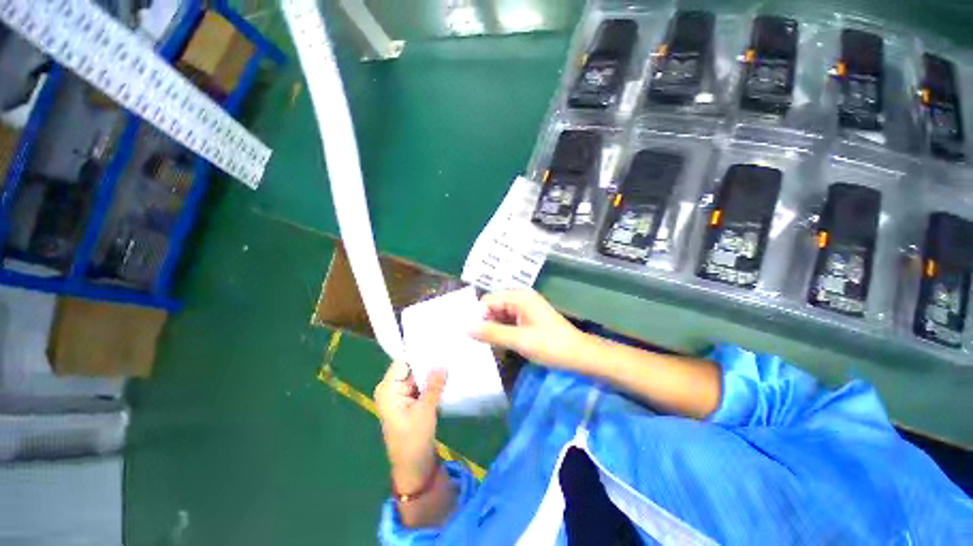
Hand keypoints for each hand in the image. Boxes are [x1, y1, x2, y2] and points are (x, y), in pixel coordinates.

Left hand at [374, 361, 446, 491]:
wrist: (414, 469)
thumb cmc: (413, 442)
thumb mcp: (425, 411)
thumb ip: (434, 385)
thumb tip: (442, 362)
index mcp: (388, 389)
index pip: (404, 361)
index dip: (421, 352)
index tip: (439, 343)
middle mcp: (392, 388)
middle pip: (412, 367)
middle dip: (429, 361)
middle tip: (449, 349)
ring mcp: (401, 395)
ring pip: (419, 375)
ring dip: (433, 371)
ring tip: (451, 358)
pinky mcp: (411, 401)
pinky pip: (422, 384)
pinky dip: (433, 381)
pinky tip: (447, 374)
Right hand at [471, 290, 588, 368]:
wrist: (579, 356)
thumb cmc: (551, 345)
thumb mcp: (519, 340)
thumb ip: (491, 333)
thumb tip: (465, 328)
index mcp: (519, 297)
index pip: (488, 300)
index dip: (477, 315)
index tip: (468, 333)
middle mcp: (521, 299)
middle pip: (493, 307)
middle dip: (484, 322)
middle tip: (474, 342)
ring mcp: (525, 309)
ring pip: (500, 316)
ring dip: (492, 329)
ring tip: (483, 345)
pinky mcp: (528, 320)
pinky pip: (508, 322)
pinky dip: (501, 332)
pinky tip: (497, 345)